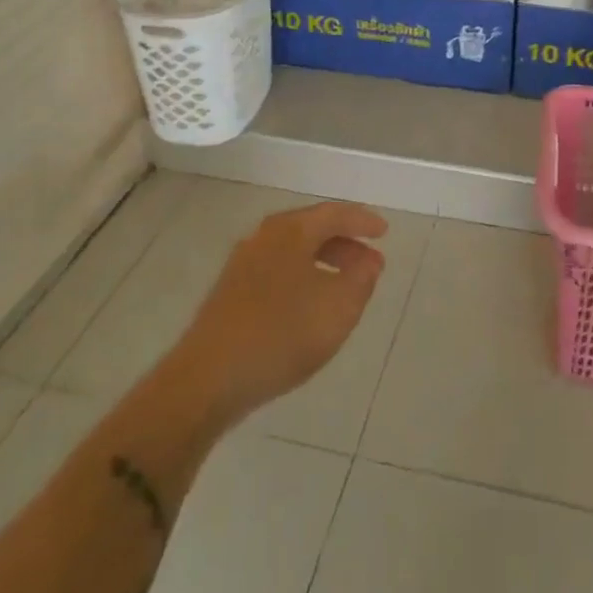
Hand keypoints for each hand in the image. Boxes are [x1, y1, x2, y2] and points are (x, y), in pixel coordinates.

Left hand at [172, 202, 388, 425]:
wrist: (208, 379)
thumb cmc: (282, 334)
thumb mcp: (339, 307)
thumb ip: (362, 279)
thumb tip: (368, 261)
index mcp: (290, 231)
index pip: (334, 213)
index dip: (362, 221)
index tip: (384, 233)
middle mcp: (263, 238)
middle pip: (311, 229)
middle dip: (345, 243)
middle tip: (369, 264)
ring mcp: (242, 265)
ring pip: (293, 251)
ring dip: (324, 262)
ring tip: (345, 288)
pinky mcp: (230, 293)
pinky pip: (277, 271)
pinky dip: (302, 277)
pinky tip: (310, 306)